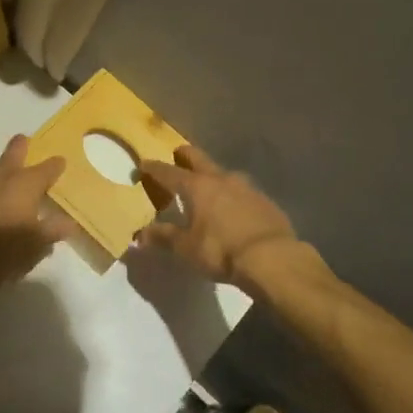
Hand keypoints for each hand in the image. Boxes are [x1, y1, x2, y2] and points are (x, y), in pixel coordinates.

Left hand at [0, 118, 70, 290]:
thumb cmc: (9, 253)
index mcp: (25, 188)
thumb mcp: (37, 244)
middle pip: (12, 158)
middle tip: (22, 138)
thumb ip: (52, 230)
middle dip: (19, 147)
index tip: (61, 161)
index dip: (54, 167)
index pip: (46, 172)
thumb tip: (69, 224)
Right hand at [138, 145, 298, 289]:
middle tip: (177, 154)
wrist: (273, 257)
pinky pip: (243, 190)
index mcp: (197, 186)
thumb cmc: (221, 250)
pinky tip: (233, 205)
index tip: (144, 164)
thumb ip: (163, 238)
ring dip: (212, 174)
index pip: (169, 172)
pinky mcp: (265, 200)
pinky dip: (232, 193)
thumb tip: (139, 235)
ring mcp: (246, 187)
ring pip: (223, 172)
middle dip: (185, 155)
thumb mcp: (186, 248)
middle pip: (198, 158)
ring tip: (207, 183)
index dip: (154, 168)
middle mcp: (221, 179)